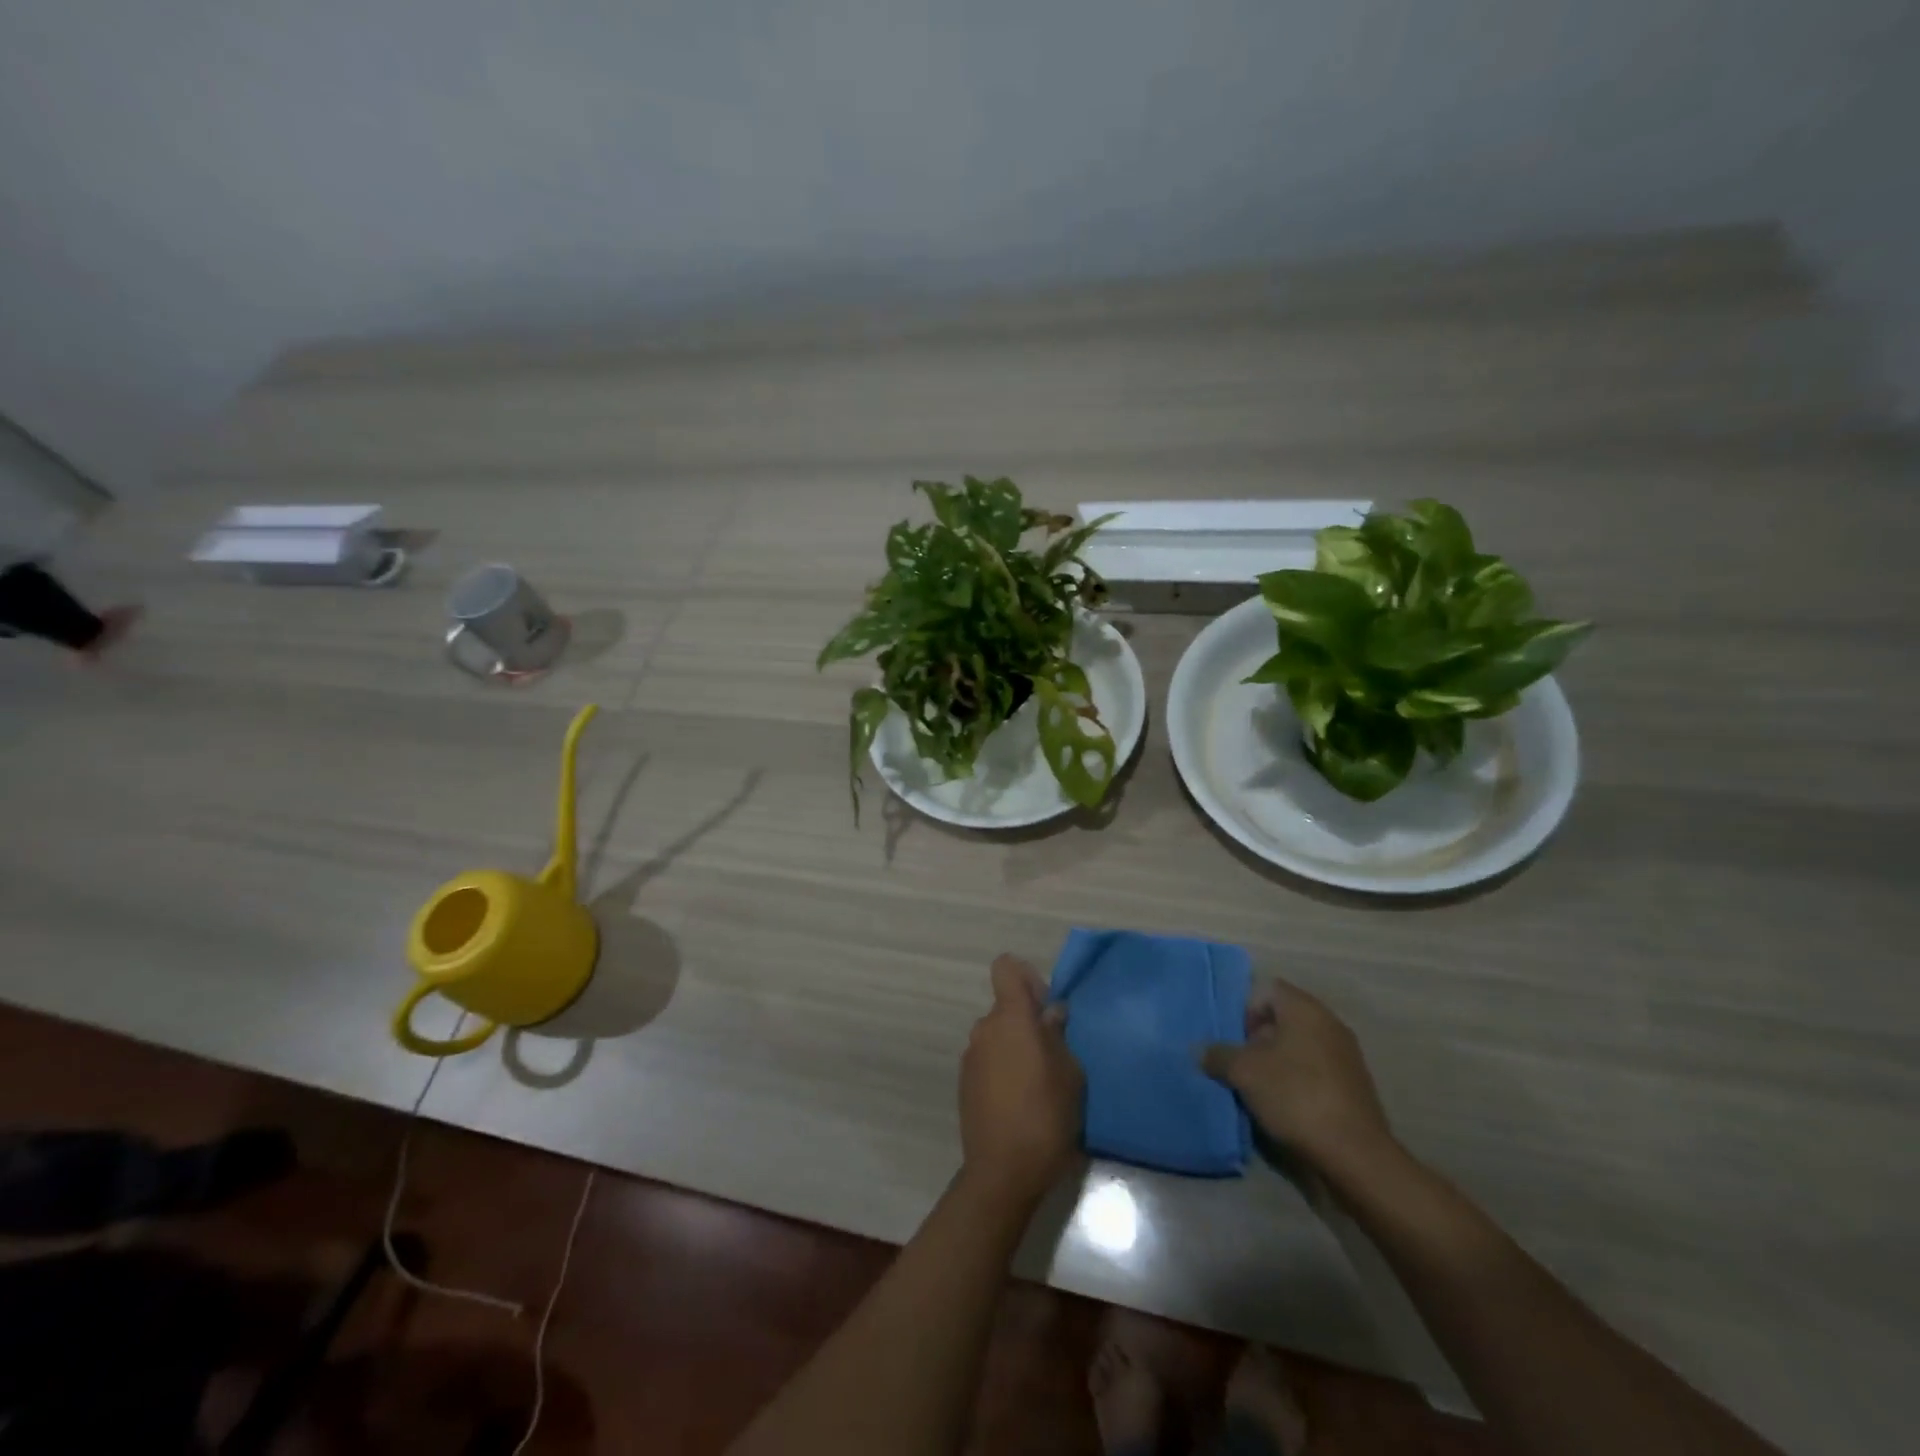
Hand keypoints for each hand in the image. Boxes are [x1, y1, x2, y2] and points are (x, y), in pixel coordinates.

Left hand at [959, 955, 1083, 1202]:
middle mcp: (984, 1029)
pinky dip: (1004, 1067)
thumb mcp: (1070, 1074)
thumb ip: (1058, 1036)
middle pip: (1005, 1007)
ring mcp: (970, 1056)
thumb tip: (1050, 1014)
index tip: (1045, 1005)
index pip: (1006, 968)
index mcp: (1010, 1018)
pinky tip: (1021, 1100)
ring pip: (997, 1035)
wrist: (1003, 1173)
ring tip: (1040, 1082)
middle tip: (1055, 1052)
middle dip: (1028, 1020)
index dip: (1026, 977)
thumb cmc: (1045, 1117)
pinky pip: (989, 1059)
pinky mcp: (965, 1082)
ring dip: (1016, 1046)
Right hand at [1200, 977, 1394, 1172]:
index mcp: (1305, 1009)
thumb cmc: (1295, 1096)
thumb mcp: (1244, 1072)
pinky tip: (1283, 1105)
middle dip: (1257, 1038)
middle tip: (1239, 1063)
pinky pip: (1314, 1069)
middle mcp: (1329, 1023)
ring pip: (1298, 1046)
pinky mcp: (1353, 1085)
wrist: (1355, 1155)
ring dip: (1275, 1061)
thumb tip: (1201, 1050)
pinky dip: (1296, 1080)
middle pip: (1282, 1018)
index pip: (1266, 989)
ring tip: (1257, 1087)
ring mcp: (1346, 1055)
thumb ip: (1218, 1054)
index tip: (1233, 1038)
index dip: (1244, 1009)